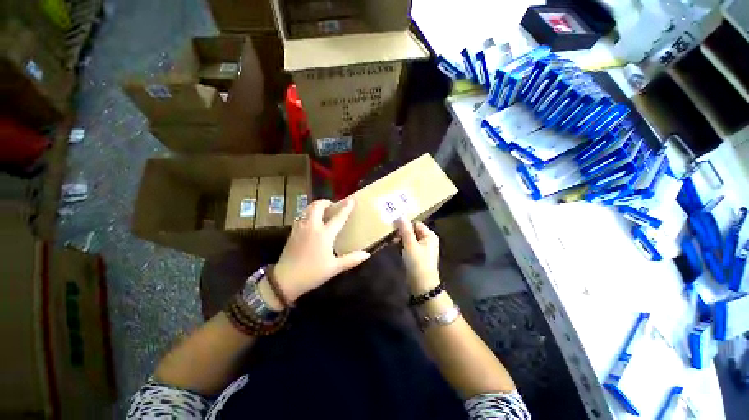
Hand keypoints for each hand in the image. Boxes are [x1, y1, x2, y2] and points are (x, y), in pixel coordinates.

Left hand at [272, 198, 369, 302]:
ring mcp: (300, 228)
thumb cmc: (312, 273)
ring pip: (307, 209)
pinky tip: (311, 221)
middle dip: (326, 202)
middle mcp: (312, 227)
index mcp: (324, 234)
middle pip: (317, 206)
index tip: (351, 199)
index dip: (346, 208)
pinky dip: (308, 213)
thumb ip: (351, 260)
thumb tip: (366, 254)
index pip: (338, 217)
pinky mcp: (293, 232)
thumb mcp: (334, 268)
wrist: (285, 280)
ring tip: (323, 211)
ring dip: (316, 206)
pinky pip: (301, 216)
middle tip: (333, 205)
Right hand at [396, 218, 439, 294]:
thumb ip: (405, 230)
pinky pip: (409, 246)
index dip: (405, 225)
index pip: (415, 224)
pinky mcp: (417, 255)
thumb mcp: (410, 245)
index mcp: (429, 235)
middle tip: (391, 236)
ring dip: (400, 239)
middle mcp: (427, 240)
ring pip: (409, 238)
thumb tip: (401, 215)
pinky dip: (402, 246)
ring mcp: (422, 248)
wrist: (421, 285)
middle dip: (402, 233)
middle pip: (412, 231)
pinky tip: (395, 247)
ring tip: (392, 242)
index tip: (394, 227)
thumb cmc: (418, 263)